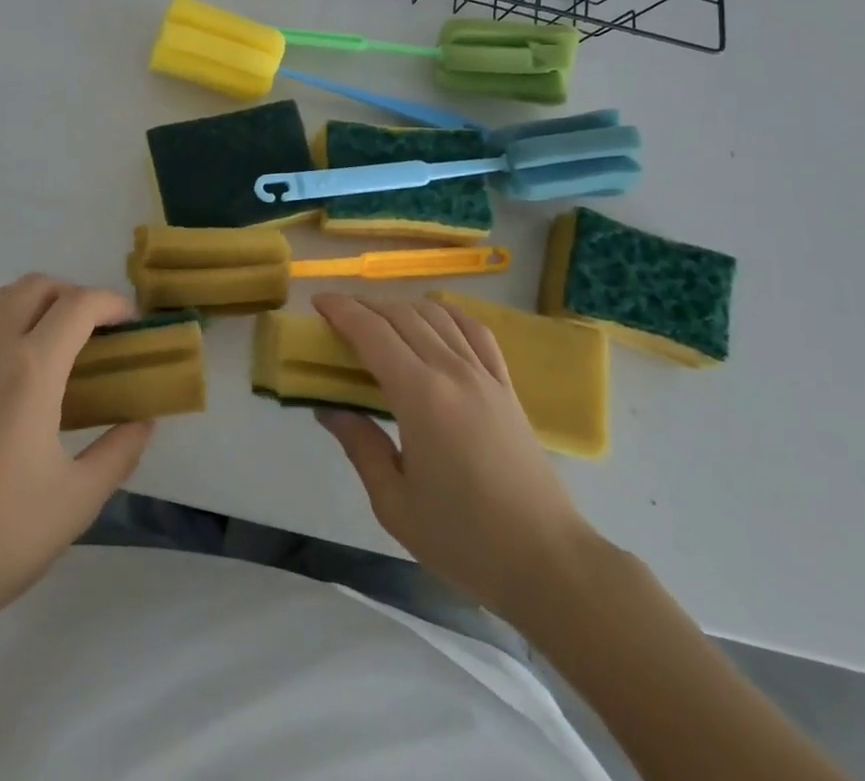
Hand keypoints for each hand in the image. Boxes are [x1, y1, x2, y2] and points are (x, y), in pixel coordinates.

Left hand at [0, 274, 152, 639]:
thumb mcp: (77, 500)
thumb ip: (120, 451)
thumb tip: (144, 420)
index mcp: (31, 369)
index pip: (78, 305)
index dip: (112, 302)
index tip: (131, 321)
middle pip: (35, 286)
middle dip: (73, 293)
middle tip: (95, 330)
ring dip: (33, 302)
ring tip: (53, 342)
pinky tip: (7, 370)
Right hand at [312, 292, 593, 612]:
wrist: (546, 561)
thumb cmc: (464, 539)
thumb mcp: (395, 503)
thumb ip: (360, 446)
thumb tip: (329, 408)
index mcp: (420, 396)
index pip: (372, 332)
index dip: (342, 310)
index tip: (318, 302)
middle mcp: (452, 371)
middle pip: (402, 315)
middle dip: (365, 305)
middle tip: (338, 313)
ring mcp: (484, 374)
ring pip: (437, 315)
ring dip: (402, 306)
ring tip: (378, 316)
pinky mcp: (506, 386)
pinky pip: (475, 331)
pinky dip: (448, 314)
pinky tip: (435, 318)